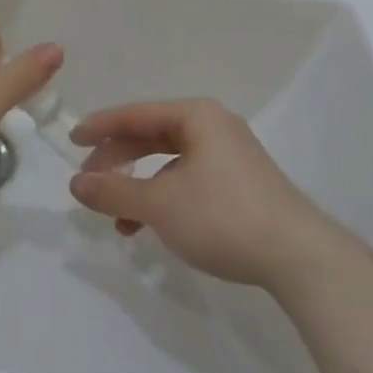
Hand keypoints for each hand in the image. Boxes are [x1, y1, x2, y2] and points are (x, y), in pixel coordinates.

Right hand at [68, 99, 339, 288]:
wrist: (300, 258)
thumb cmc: (223, 216)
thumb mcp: (160, 204)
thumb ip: (115, 191)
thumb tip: (76, 183)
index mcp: (196, 115)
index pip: (136, 114)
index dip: (101, 127)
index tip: (72, 139)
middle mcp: (213, 126)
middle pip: (153, 135)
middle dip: (119, 160)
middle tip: (90, 181)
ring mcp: (231, 155)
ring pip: (171, 162)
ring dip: (141, 186)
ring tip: (119, 219)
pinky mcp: (242, 185)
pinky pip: (190, 179)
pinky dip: (166, 197)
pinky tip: (155, 228)